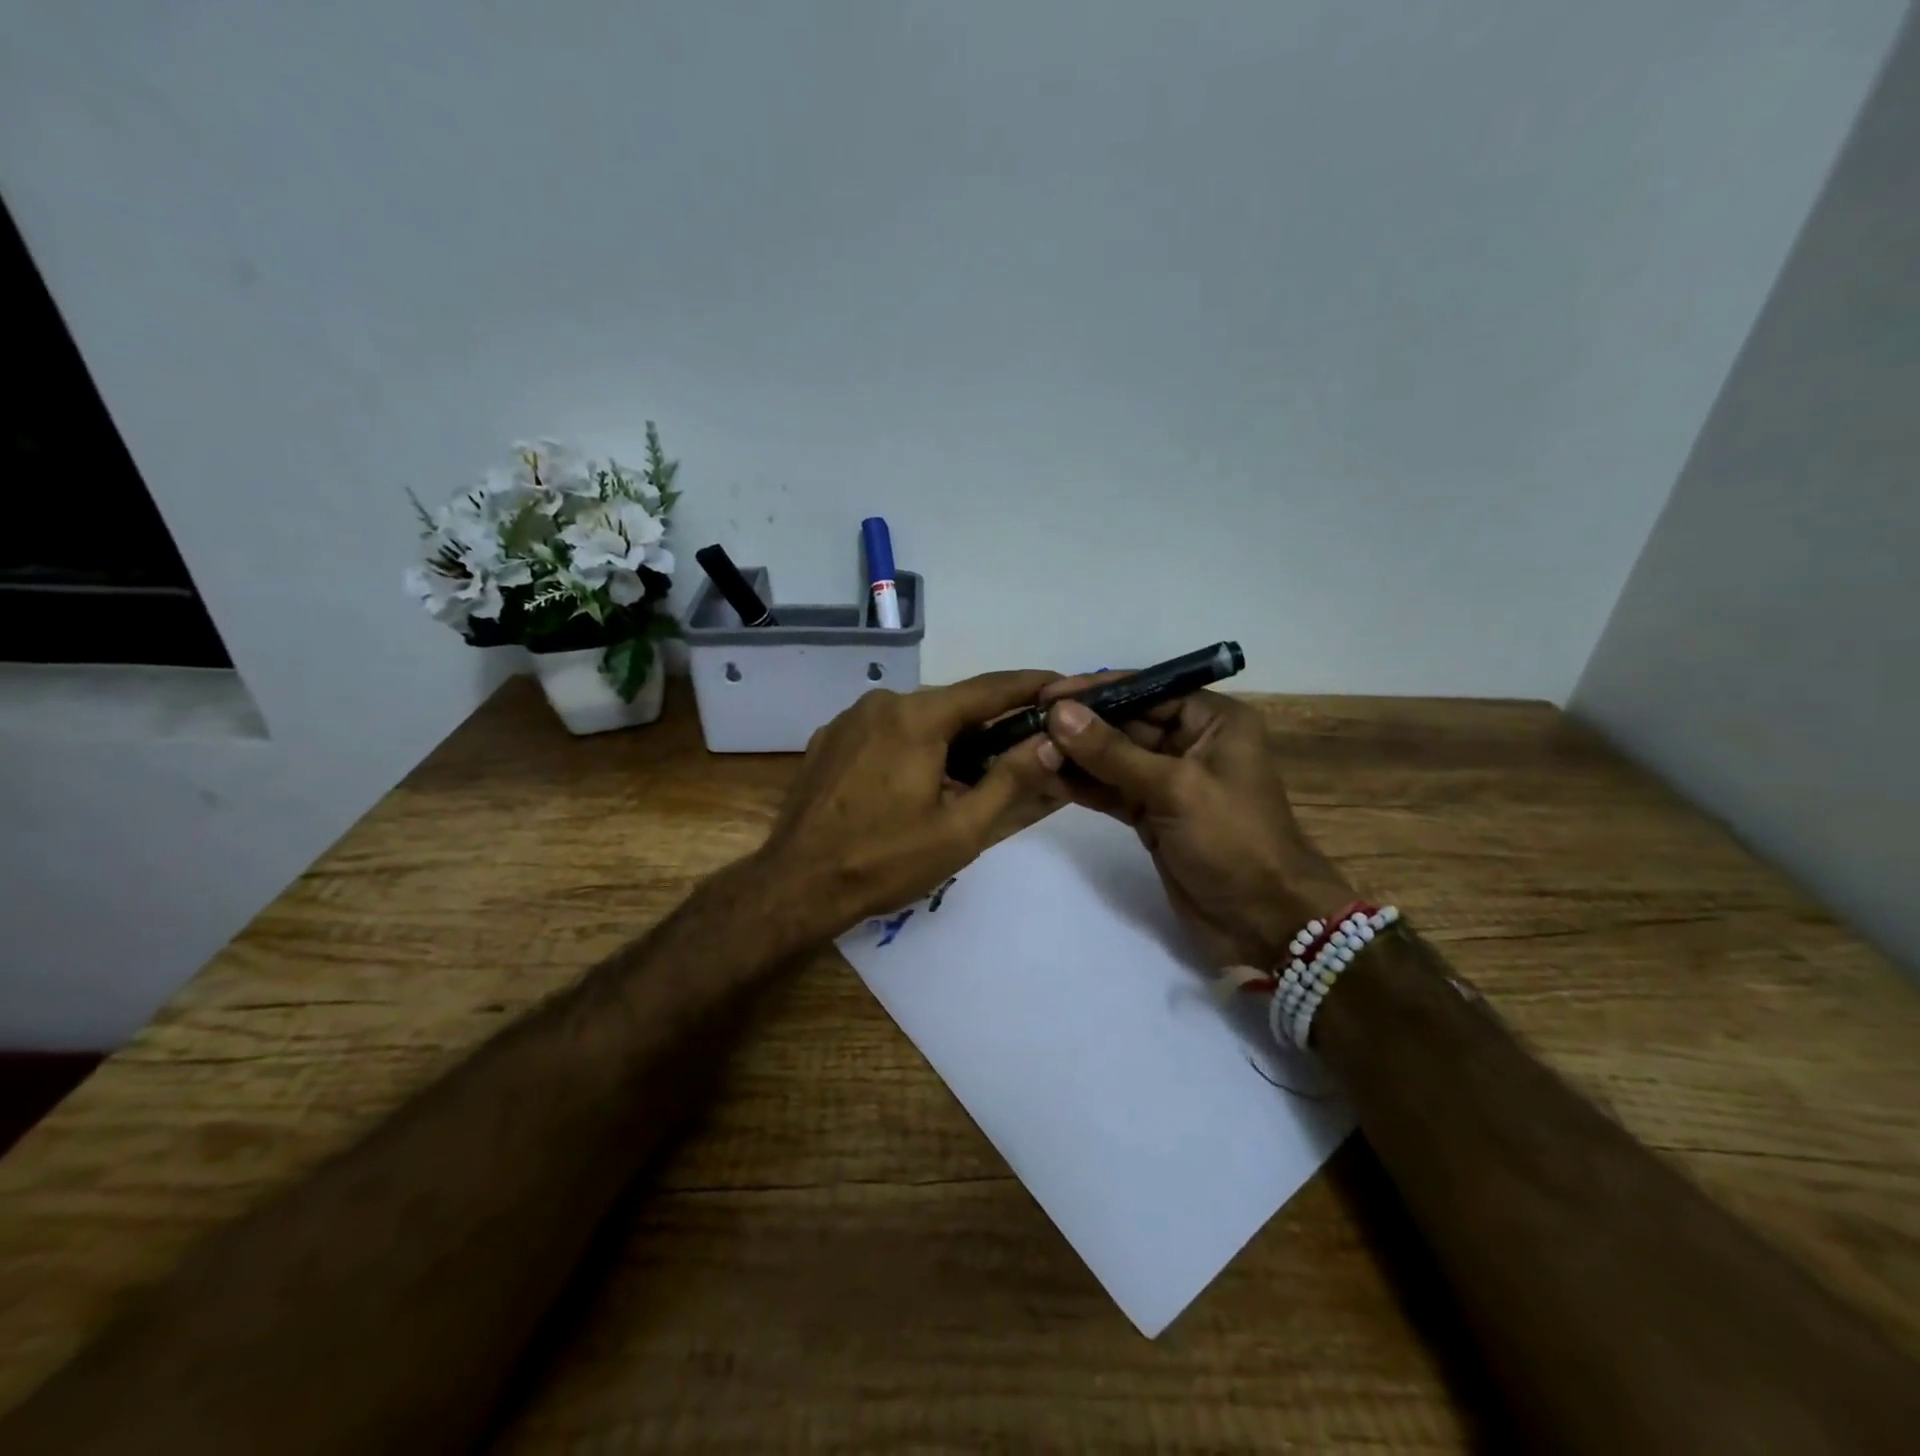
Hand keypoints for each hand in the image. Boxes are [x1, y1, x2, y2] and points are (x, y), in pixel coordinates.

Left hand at [759, 671, 1068, 938]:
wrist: (796, 884)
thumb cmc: (885, 860)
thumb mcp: (961, 830)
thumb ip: (1011, 780)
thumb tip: (1051, 742)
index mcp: (917, 717)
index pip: (989, 689)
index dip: (1030, 686)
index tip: (1063, 686)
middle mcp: (882, 703)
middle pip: (952, 704)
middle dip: (987, 725)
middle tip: (1018, 754)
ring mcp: (849, 718)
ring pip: (917, 717)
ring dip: (947, 739)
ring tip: (964, 780)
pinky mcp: (828, 739)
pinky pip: (884, 731)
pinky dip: (910, 745)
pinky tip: (912, 783)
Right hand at [1039, 679, 1353, 967]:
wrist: (1263, 922)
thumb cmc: (1232, 840)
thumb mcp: (1174, 788)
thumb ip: (1112, 751)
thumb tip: (1058, 712)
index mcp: (1212, 721)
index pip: (1146, 690)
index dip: (1096, 690)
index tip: (1047, 693)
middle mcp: (1191, 742)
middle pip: (1126, 723)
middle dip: (1080, 725)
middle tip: (1028, 725)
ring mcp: (1170, 781)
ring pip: (1114, 759)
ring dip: (1075, 756)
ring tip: (1028, 750)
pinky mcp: (1153, 815)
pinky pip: (1113, 790)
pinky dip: (1084, 786)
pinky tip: (1047, 778)